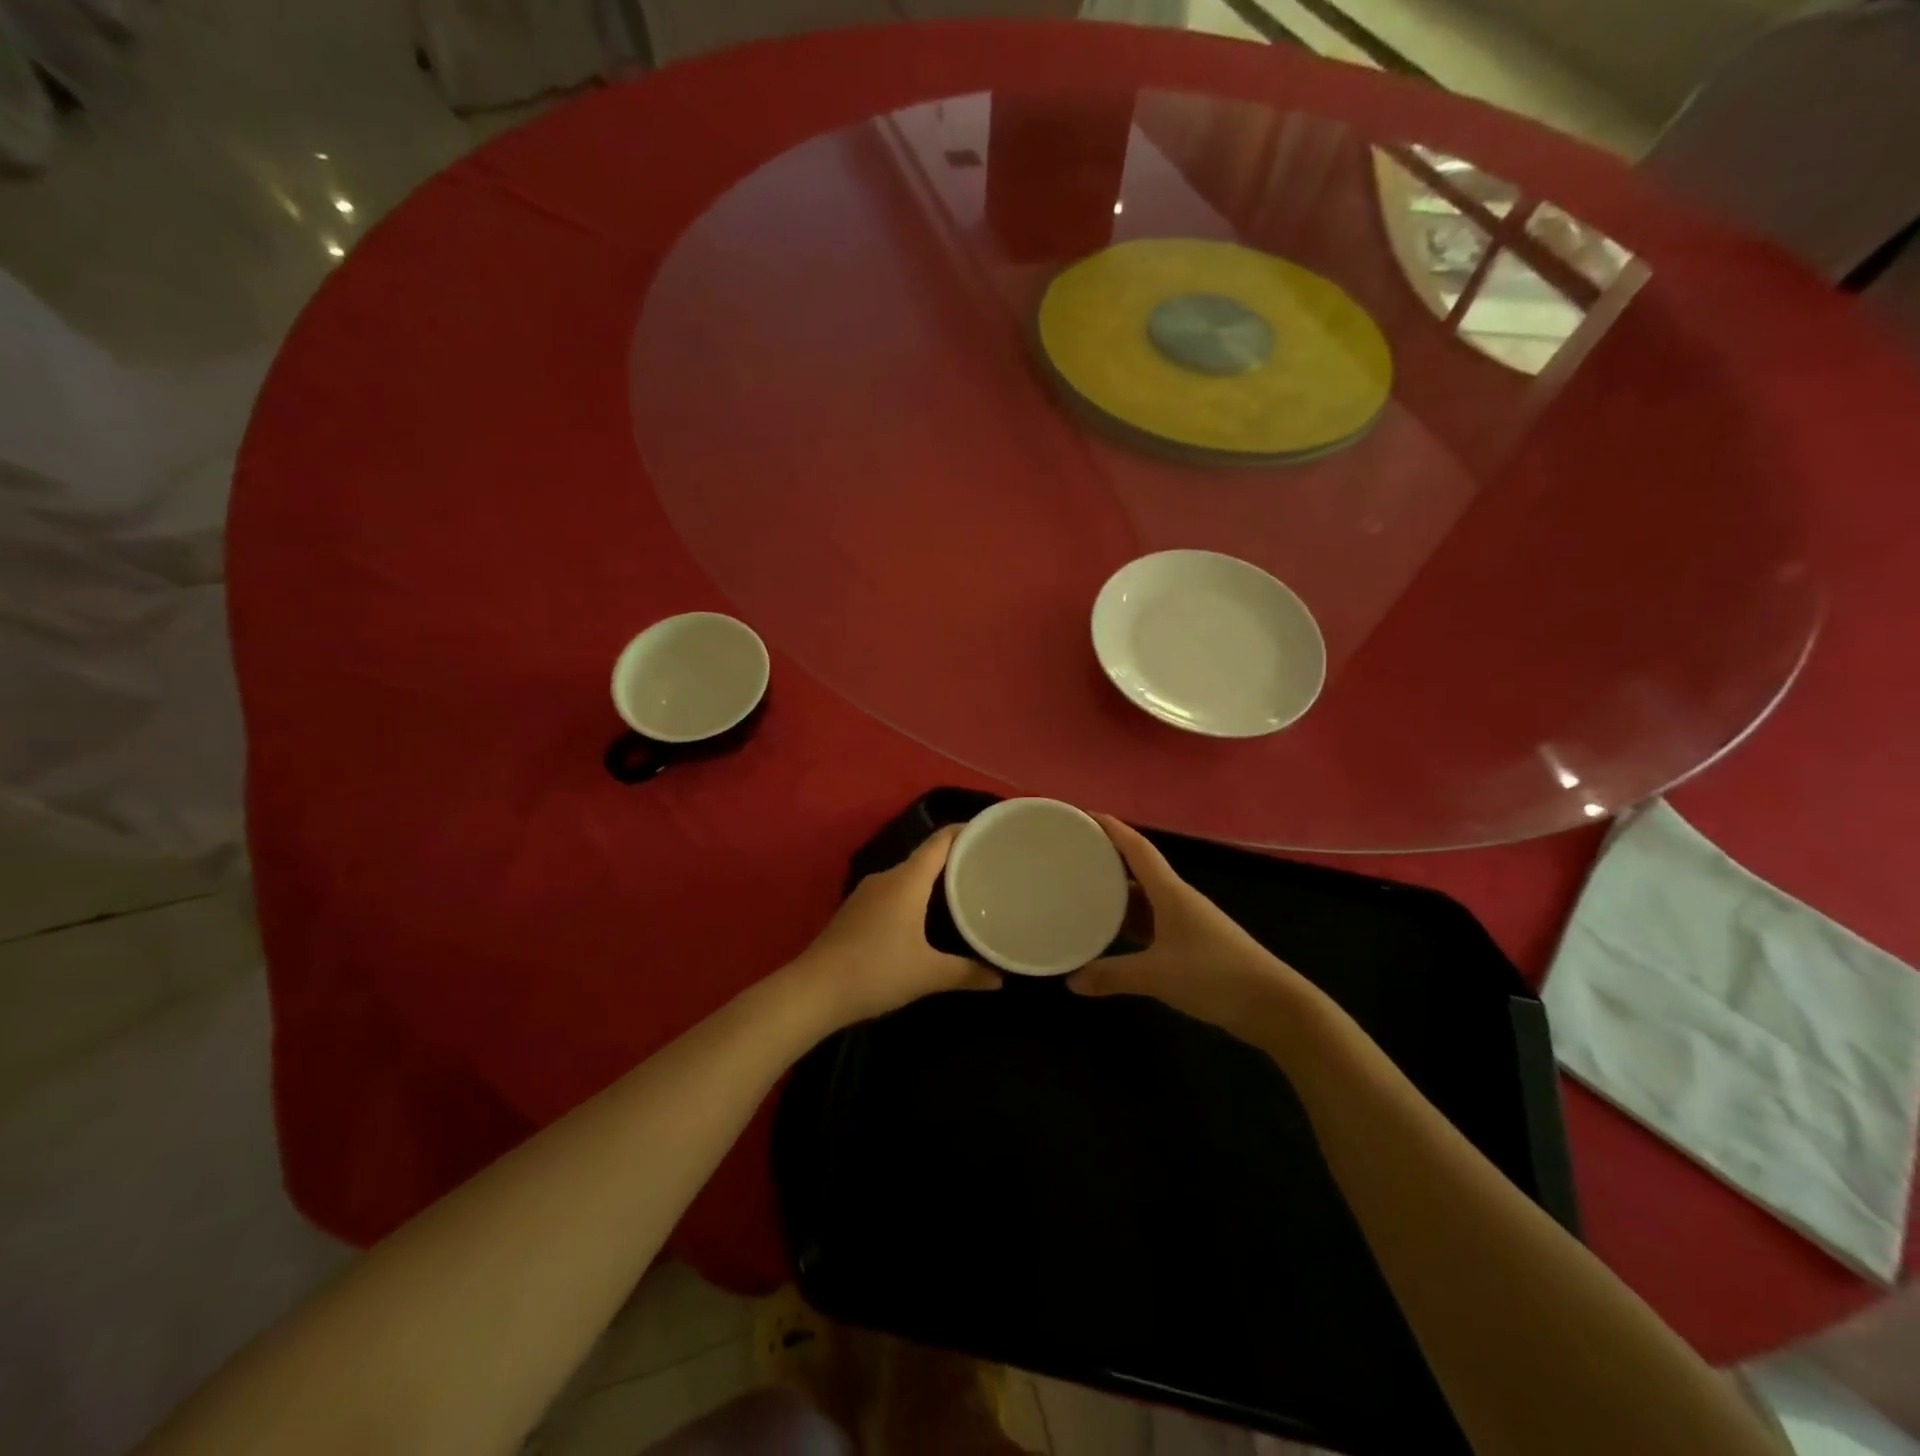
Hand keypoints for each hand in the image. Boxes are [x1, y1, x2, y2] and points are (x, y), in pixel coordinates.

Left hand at [791, 826, 1000, 1028]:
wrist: (814, 990)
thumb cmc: (876, 971)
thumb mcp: (928, 974)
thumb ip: (967, 973)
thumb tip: (1000, 978)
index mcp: (907, 880)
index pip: (941, 841)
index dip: (965, 831)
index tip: (990, 832)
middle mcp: (887, 877)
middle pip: (926, 856)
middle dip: (955, 858)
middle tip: (986, 868)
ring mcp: (867, 893)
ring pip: (908, 876)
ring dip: (933, 879)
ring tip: (962, 891)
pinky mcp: (855, 910)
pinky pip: (893, 891)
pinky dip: (914, 895)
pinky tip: (924, 916)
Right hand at [1069, 816, 1305, 1038]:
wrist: (1273, 1005)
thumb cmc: (1214, 976)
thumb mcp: (1156, 976)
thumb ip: (1111, 975)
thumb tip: (1071, 981)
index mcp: (1170, 891)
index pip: (1136, 847)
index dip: (1111, 827)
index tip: (1082, 814)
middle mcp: (1177, 898)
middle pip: (1138, 867)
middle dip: (1107, 856)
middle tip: (1071, 853)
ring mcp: (1186, 920)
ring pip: (1144, 896)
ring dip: (1117, 890)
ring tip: (1082, 888)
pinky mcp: (1192, 942)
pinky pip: (1151, 921)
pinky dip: (1129, 920)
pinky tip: (1111, 931)